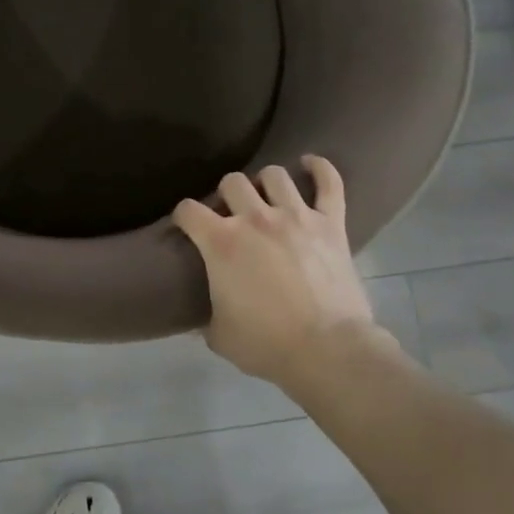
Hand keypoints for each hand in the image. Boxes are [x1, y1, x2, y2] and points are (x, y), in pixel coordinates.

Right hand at [173, 156, 388, 387]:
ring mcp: (296, 216)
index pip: (188, 210)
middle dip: (226, 195)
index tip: (186, 226)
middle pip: (232, 182)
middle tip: (230, 215)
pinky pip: (329, 183)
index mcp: (221, 242)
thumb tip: (199, 318)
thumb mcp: (219, 335)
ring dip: (265, 183)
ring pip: (274, 175)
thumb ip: (205, 317)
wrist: (327, 350)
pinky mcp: (331, 223)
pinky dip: (320, 168)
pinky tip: (309, 163)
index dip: (183, 216)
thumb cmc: (266, 344)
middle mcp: (255, 218)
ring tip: (266, 196)